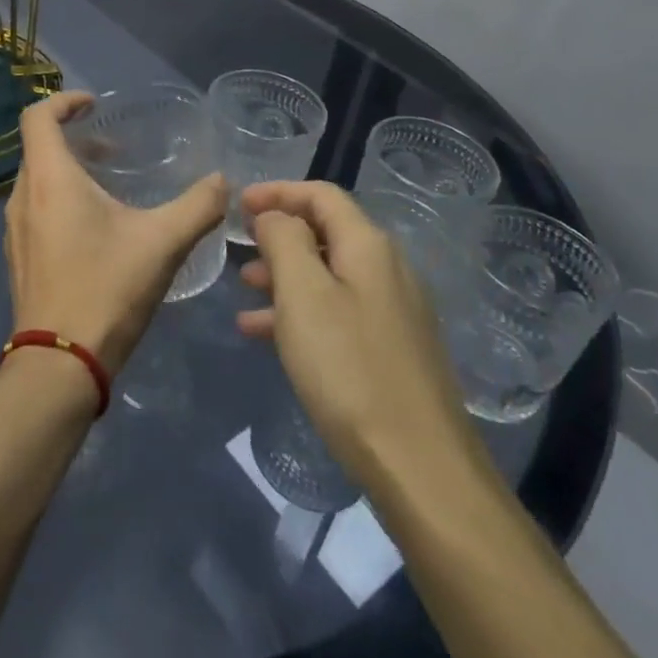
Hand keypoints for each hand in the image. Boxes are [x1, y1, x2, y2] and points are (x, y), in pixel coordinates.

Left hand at [3, 91, 226, 376]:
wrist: (59, 364)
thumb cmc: (106, 289)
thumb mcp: (163, 243)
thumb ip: (198, 206)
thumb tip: (222, 181)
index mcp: (49, 179)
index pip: (38, 116)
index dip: (64, 100)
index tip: (95, 104)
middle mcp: (23, 197)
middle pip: (39, 148)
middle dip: (75, 140)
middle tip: (115, 150)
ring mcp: (14, 231)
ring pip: (37, 182)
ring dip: (69, 173)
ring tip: (111, 189)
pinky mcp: (18, 258)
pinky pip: (35, 211)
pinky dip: (60, 202)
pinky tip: (96, 231)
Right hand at [237, 181, 476, 482]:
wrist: (419, 466)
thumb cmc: (349, 369)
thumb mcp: (303, 294)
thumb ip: (285, 240)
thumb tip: (277, 215)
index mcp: (369, 246)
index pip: (321, 195)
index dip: (278, 192)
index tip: (238, 204)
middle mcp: (387, 269)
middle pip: (326, 232)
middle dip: (278, 235)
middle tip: (239, 248)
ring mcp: (393, 311)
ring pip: (328, 275)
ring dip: (284, 276)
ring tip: (244, 292)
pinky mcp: (391, 349)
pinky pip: (337, 312)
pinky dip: (301, 313)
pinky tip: (266, 335)